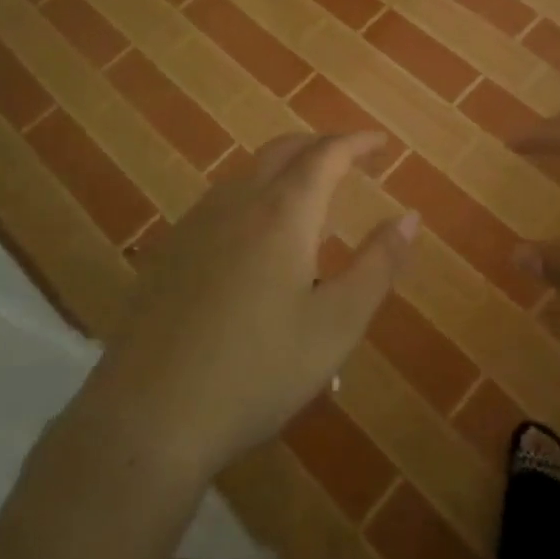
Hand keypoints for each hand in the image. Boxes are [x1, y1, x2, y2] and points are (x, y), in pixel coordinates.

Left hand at [72, 131, 417, 482]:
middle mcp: (238, 203)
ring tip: (308, 192)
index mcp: (283, 213)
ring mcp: (196, 224)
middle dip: (321, 145)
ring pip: (247, 172)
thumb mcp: (336, 324)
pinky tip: (254, 234)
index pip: (327, 154)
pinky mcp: (169, 251)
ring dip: (284, 167)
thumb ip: (378, 265)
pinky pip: (221, 200)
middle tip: (349, 159)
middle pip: (283, 151)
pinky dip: (253, 193)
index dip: (357, 142)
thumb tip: (409, 217)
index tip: (381, 142)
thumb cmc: (258, 371)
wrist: (150, 417)